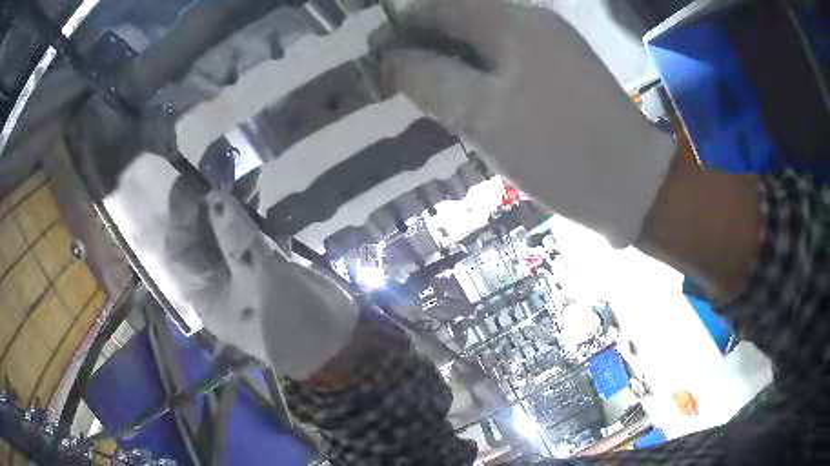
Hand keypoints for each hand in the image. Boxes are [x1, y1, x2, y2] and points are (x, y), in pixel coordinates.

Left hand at [165, 178, 360, 379]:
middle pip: (203, 241)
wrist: (333, 340)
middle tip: (212, 174)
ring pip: (229, 237)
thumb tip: (214, 196)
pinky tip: (258, 201)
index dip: (179, 218)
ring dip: (231, 211)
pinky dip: (256, 221)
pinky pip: (254, 239)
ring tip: (236, 182)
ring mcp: (244, 274)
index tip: (185, 183)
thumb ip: (233, 234)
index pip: (181, 251)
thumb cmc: (285, 318)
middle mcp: (219, 283)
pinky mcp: (268, 268)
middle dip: (205, 210)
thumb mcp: (255, 276)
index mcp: (205, 294)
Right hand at [375, 0, 676, 246]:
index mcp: (512, 22)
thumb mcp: (483, 117)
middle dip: (427, 46)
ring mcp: (554, 45)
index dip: (402, 28)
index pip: (439, 7)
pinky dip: (482, 73)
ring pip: (485, 41)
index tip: (378, 60)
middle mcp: (534, 21)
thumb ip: (429, 79)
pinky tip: (471, 97)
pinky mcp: (564, 69)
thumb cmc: (560, 152)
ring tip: (429, 92)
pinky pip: (509, 59)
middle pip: (462, 20)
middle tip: (401, 82)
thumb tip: (389, 59)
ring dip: (453, 61)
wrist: (633, 185)